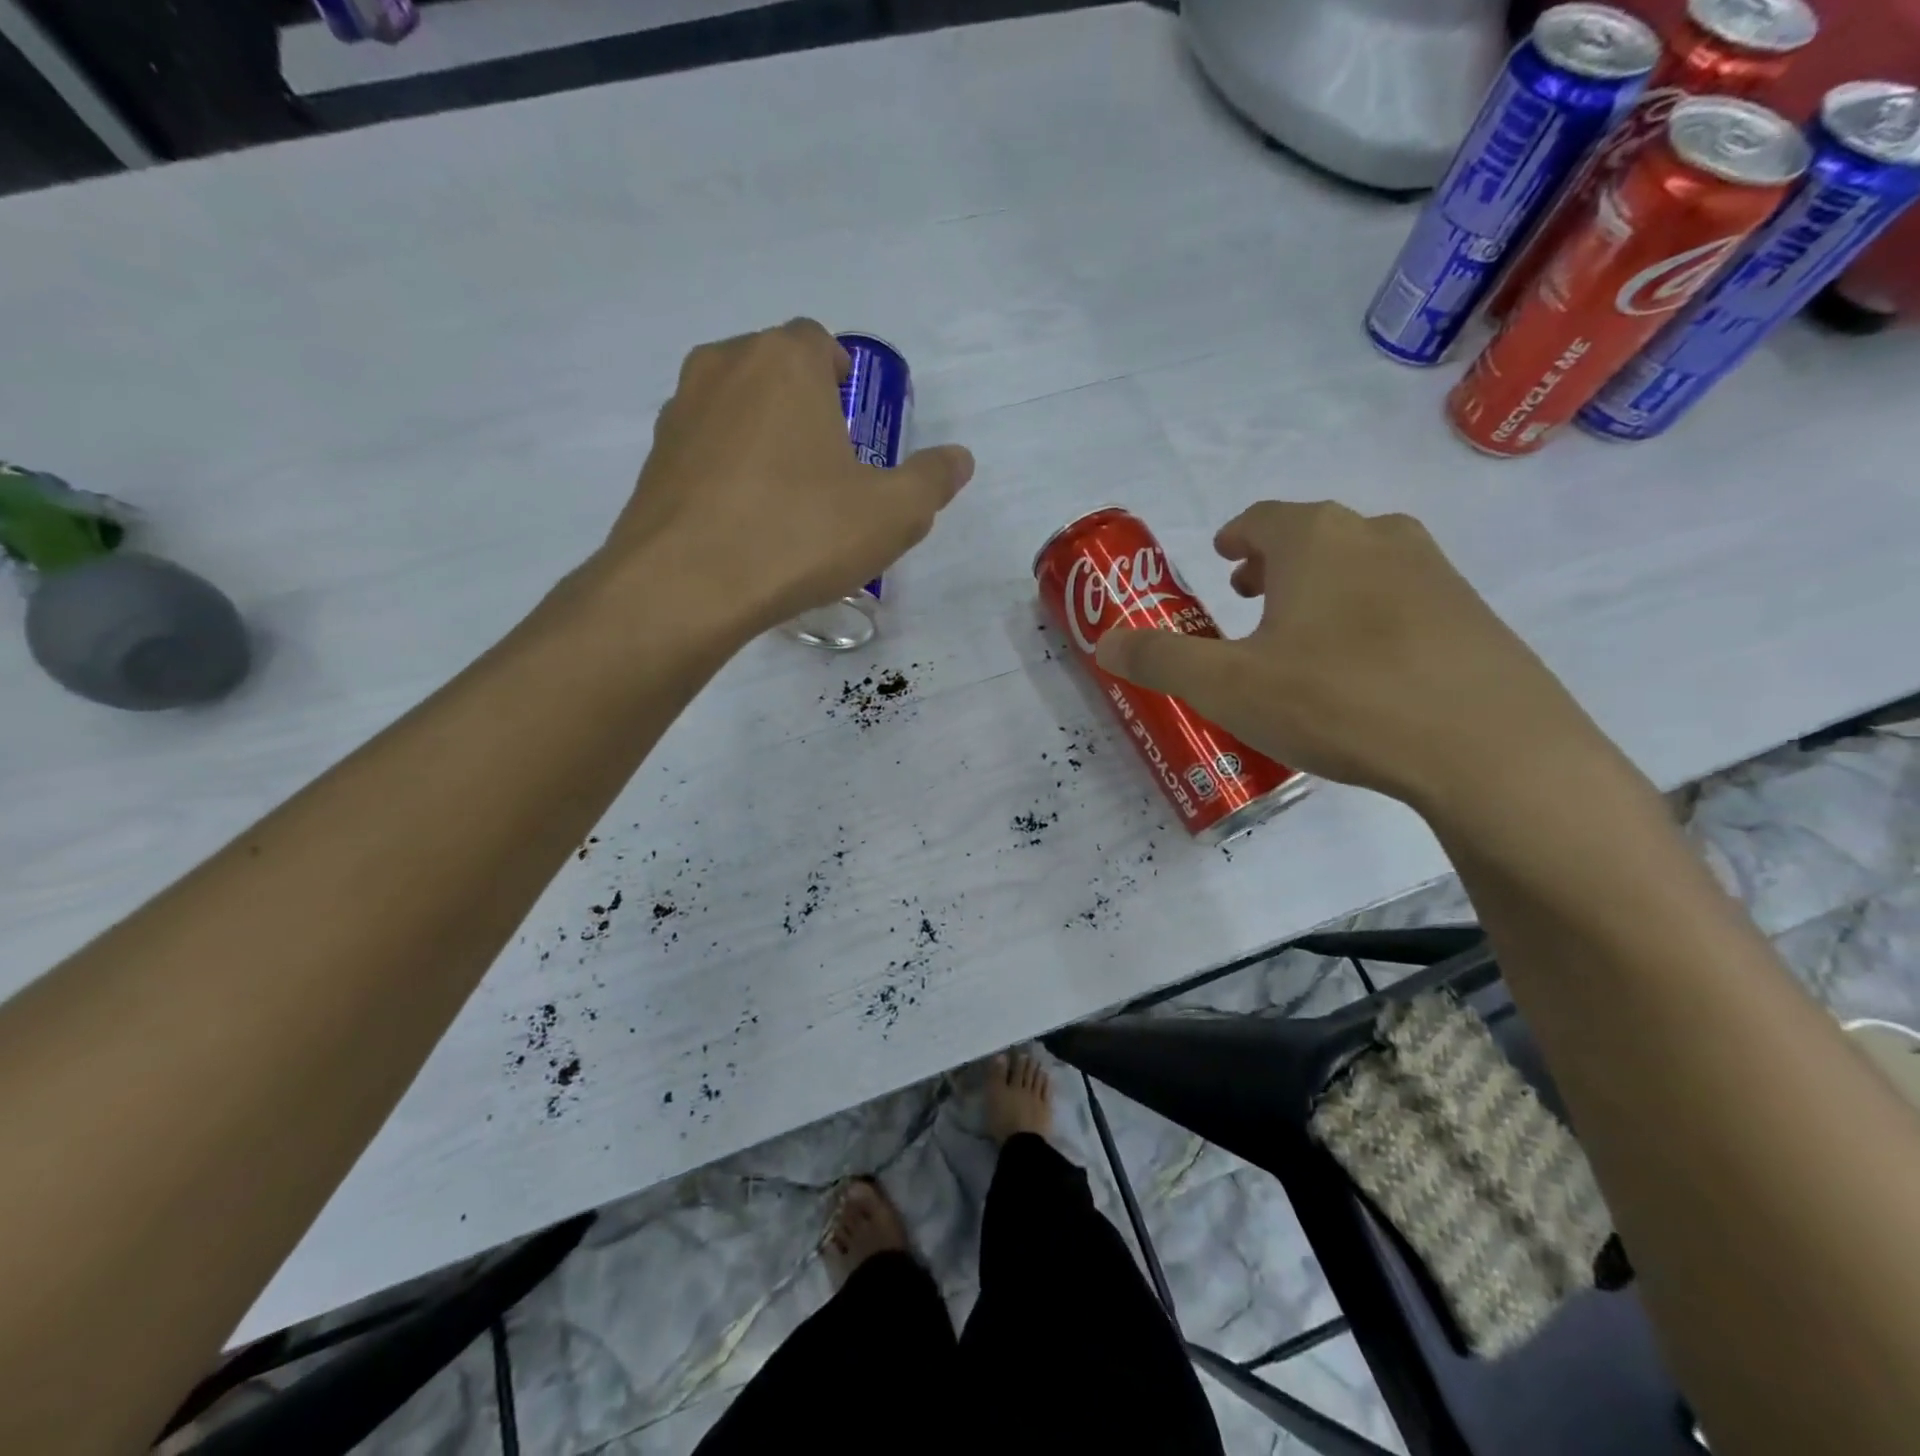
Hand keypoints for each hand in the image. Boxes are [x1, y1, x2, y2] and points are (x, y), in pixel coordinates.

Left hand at [597, 319, 973, 638]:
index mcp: (784, 361)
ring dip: (763, 437)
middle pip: (775, 371)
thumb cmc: (800, 534)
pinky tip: (745, 523)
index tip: (855, 429)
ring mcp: (679, 411)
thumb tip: (959, 459)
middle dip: (805, 407)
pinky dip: (728, 471)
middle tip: (830, 468)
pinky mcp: (653, 459)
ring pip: (735, 408)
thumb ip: (932, 480)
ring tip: (786, 500)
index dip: (842, 379)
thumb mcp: (892, 514)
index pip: (819, 342)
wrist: (686, 586)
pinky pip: (705, 450)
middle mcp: (724, 366)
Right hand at [1093, 501, 1600, 812]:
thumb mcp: (1226, 686)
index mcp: (1315, 539)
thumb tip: (1105, 642)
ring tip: (1300, 637)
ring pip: (1360, 566)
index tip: (1221, 559)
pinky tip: (1363, 672)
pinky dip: (1367, 618)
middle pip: (1312, 537)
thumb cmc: (1338, 700)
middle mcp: (1377, 536)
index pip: (1261, 520)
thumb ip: (1159, 659)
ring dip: (1321, 589)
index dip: (1234, 539)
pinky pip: (1401, 602)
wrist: (1489, 747)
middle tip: (1249, 600)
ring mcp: (1436, 573)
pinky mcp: (1473, 616)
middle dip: (1274, 565)